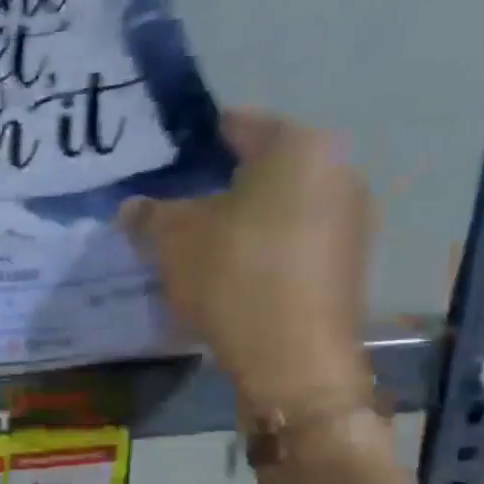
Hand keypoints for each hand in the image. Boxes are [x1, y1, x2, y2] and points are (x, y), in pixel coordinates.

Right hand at [123, 110, 373, 414]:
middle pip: (262, 167)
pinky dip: (262, 249)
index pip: (237, 125)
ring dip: (240, 220)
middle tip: (174, 208)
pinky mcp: (347, 263)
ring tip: (197, 246)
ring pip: (279, 206)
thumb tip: (133, 207)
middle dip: (217, 185)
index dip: (193, 142)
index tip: (162, 164)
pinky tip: (231, 275)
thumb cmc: (232, 276)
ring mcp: (350, 219)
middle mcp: (337, 170)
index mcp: (298, 146)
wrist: (292, 358)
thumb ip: (150, 214)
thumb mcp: (173, 239)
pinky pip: (294, 241)